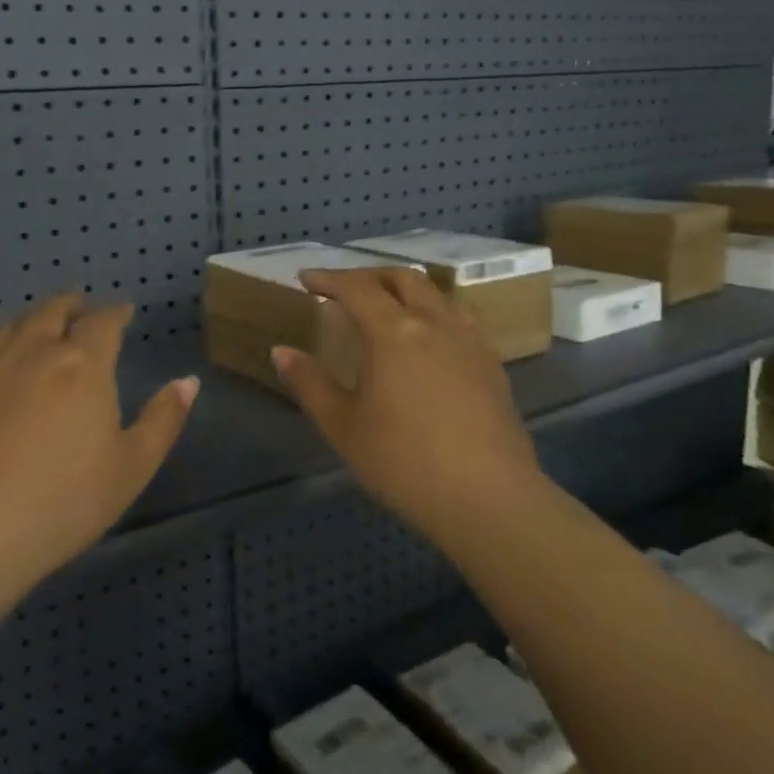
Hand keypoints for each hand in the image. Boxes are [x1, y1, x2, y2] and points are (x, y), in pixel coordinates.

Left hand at [0, 292, 198, 597]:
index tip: (124, 312)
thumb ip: (163, 419)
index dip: (116, 313)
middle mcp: (32, 349)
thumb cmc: (61, 503)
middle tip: (81, 310)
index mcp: (83, 363)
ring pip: (11, 324)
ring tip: (39, 324)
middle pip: (53, 311)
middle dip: (73, 306)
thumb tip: (188, 380)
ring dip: (32, 318)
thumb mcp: (131, 468)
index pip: (103, 321)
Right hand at [273, 268, 542, 547]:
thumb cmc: (403, 462)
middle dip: (370, 276)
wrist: (487, 497)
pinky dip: (435, 313)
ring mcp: (470, 341)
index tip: (306, 279)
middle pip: (404, 279)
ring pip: (438, 295)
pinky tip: (430, 341)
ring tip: (390, 308)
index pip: (357, 288)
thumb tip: (281, 351)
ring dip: (408, 290)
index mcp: (393, 332)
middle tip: (345, 288)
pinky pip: (460, 319)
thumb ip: (310, 383)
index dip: (329, 279)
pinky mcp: (492, 364)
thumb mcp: (343, 426)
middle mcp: (434, 323)